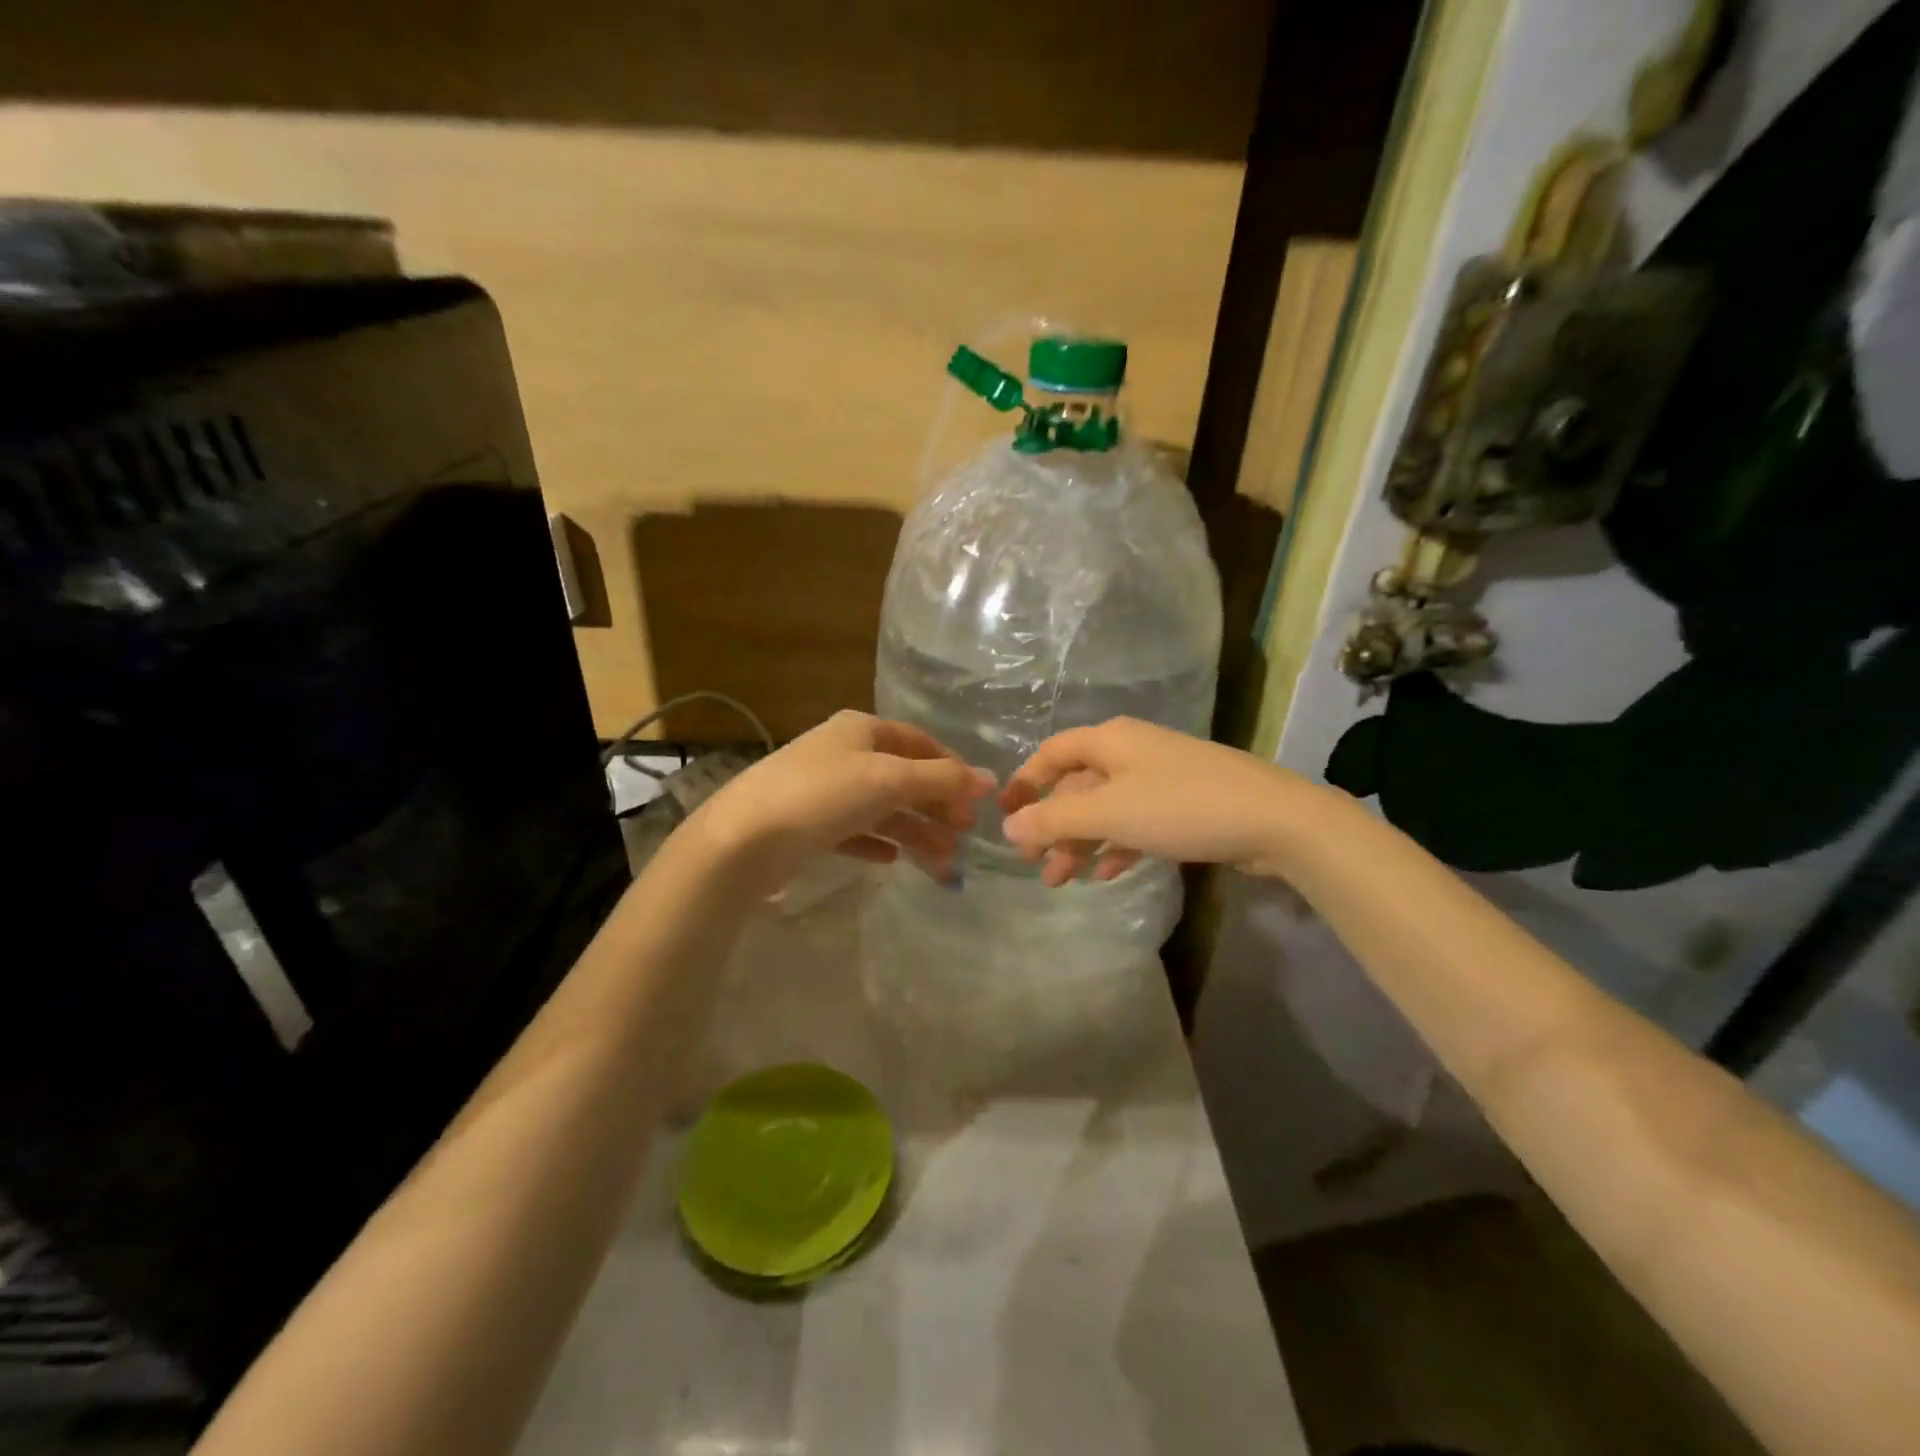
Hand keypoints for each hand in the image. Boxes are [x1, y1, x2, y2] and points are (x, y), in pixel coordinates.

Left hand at [692, 711, 994, 894]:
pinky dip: (878, 843)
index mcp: (861, 730)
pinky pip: (855, 832)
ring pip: (882, 809)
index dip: (951, 768)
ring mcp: (824, 790)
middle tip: (963, 836)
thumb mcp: (888, 779)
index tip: (977, 800)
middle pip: (903, 778)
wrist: (743, 839)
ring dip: (914, 831)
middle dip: (935, 807)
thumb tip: (989, 779)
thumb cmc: (822, 795)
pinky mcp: (809, 825)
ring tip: (941, 862)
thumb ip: (941, 780)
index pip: (919, 742)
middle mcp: (843, 754)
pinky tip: (893, 860)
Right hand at [999, 717, 1318, 884]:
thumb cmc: (1181, 807)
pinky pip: (1137, 822)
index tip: (1006, 816)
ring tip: (1063, 881)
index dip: (1025, 781)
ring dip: (1082, 842)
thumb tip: (1009, 826)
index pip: (1052, 753)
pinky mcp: (1185, 804)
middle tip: (1037, 866)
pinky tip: (1108, 873)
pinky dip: (1118, 845)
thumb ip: (1055, 820)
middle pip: (1078, 786)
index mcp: (1110, 741)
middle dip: (1054, 826)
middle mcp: (1132, 751)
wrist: (1275, 820)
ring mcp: (1161, 777)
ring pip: (1106, 808)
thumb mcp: (1109, 813)